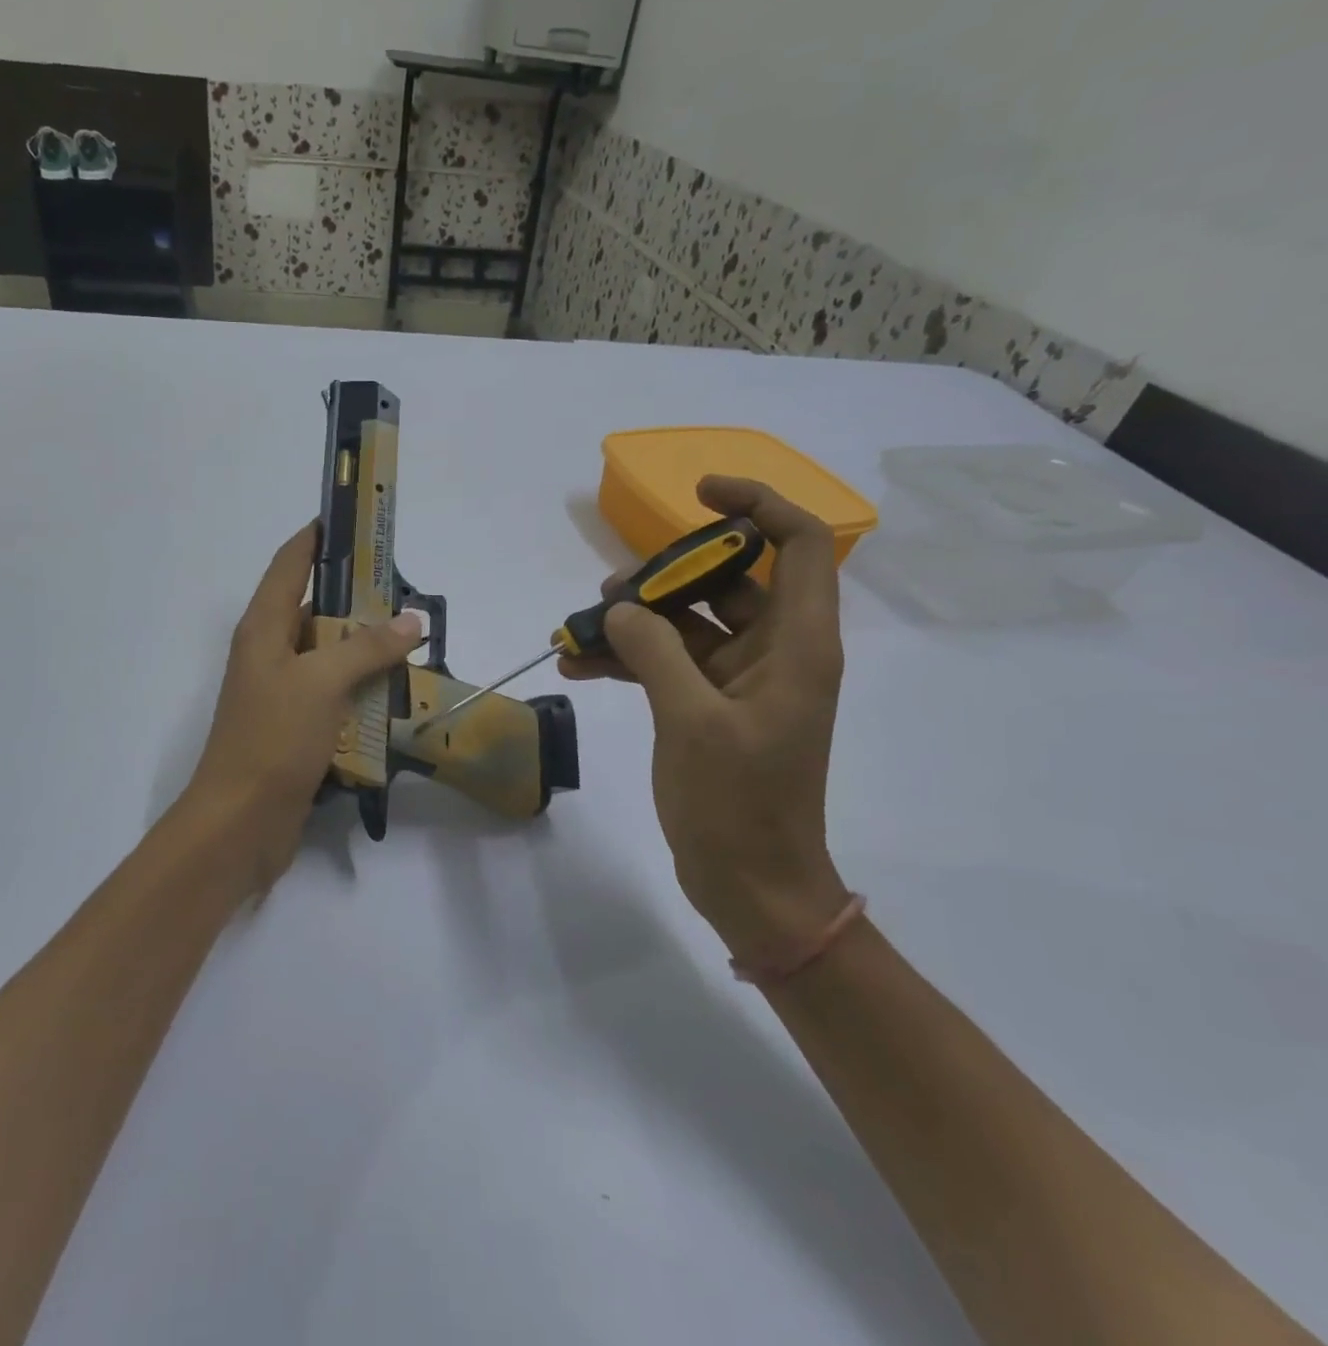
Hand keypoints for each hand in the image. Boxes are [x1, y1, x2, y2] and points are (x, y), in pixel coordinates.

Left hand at [184, 522, 422, 893]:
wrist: (240, 823)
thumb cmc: (272, 739)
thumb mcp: (321, 683)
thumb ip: (366, 648)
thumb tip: (410, 620)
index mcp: (263, 628)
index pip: (289, 563)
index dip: (318, 537)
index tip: (354, 518)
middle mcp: (269, 652)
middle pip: (313, 608)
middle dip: (356, 597)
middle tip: (405, 590)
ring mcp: (282, 692)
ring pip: (328, 654)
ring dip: (364, 648)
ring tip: (411, 639)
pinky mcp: (296, 727)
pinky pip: (334, 694)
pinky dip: (361, 689)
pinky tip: (396, 692)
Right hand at [560, 477, 851, 957]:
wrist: (750, 884)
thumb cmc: (739, 804)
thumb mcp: (691, 720)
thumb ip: (654, 651)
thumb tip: (619, 610)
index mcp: (797, 646)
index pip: (798, 547)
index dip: (756, 506)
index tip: (699, 493)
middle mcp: (774, 653)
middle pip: (728, 581)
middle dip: (667, 576)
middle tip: (611, 593)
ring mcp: (739, 681)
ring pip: (688, 623)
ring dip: (636, 620)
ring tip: (579, 629)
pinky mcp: (708, 707)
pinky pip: (667, 662)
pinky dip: (628, 658)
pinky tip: (579, 663)